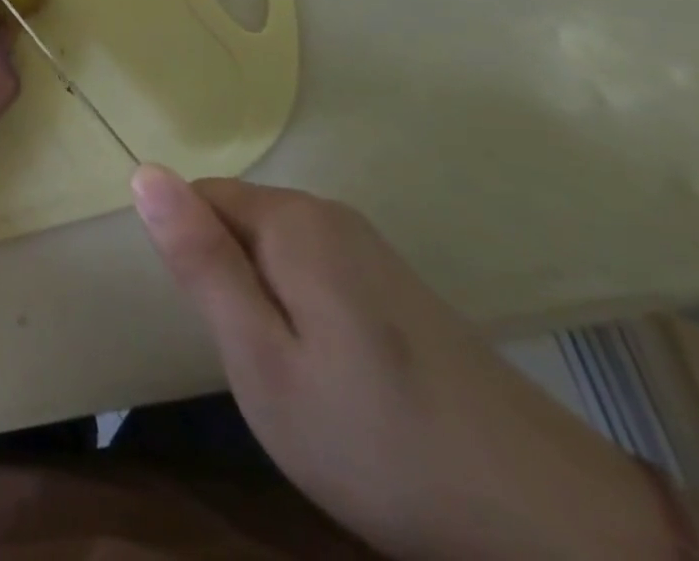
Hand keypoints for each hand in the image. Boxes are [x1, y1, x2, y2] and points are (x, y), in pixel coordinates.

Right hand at [132, 168, 677, 560]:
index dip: (195, 263)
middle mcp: (329, 214)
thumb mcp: (262, 361)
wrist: (555, 530)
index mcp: (292, 219)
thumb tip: (142, 172)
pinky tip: (343, 381)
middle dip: (231, 283)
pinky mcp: (397, 285)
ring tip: (301, 379)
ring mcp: (370, 248)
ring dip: (266, 304)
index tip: (225, 330)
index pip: (196, 199)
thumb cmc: (380, 443)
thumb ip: (200, 261)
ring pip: (273, 252)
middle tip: (264, 365)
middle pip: (236, 223)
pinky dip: (305, 316)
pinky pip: (314, 274)